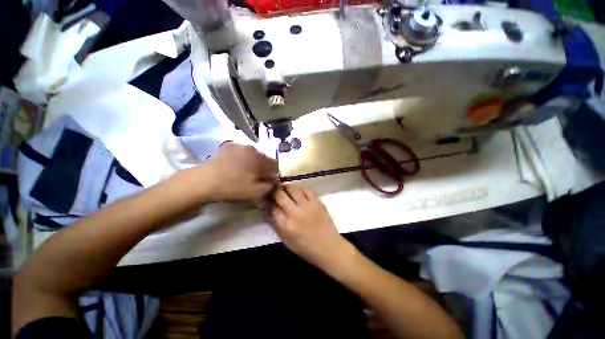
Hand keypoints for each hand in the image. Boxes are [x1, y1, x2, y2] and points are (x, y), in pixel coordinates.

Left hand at [177, 143, 277, 202]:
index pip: (276, 165)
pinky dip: (241, 158)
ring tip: (243, 173)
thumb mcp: (256, 192)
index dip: (274, 174)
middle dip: (263, 168)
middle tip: (255, 178)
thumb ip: (270, 186)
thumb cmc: (233, 187)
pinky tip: (234, 166)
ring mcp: (239, 145)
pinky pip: (241, 152)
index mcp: (261, 158)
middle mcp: (252, 148)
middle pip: (264, 159)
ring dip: (252, 163)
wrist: (204, 181)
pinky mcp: (227, 146)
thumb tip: (273, 181)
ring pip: (252, 155)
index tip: (268, 182)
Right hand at [271, 186, 349, 267]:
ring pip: (293, 189)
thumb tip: (267, 211)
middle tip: (276, 192)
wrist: (328, 247)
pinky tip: (298, 192)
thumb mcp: (286, 240)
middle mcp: (295, 213)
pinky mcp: (317, 202)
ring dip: (287, 188)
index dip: (268, 202)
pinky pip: (306, 190)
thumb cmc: (305, 248)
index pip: (272, 208)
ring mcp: (307, 206)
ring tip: (286, 189)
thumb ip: (276, 225)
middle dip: (275, 192)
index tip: (268, 199)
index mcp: (286, 225)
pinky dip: (300, 189)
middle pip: (280, 195)